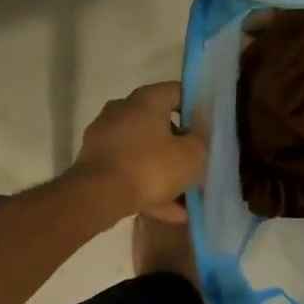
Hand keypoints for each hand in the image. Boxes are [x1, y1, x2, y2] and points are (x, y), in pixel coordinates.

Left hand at [72, 82, 207, 220]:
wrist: (97, 196)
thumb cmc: (150, 167)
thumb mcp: (191, 155)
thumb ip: (201, 140)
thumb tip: (199, 133)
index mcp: (146, 100)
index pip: (178, 91)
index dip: (196, 107)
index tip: (208, 127)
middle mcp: (122, 110)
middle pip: (159, 122)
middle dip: (179, 143)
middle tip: (196, 160)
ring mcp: (105, 136)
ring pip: (143, 150)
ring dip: (164, 170)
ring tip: (185, 196)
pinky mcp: (95, 162)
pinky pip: (129, 169)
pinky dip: (147, 185)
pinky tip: (168, 211)